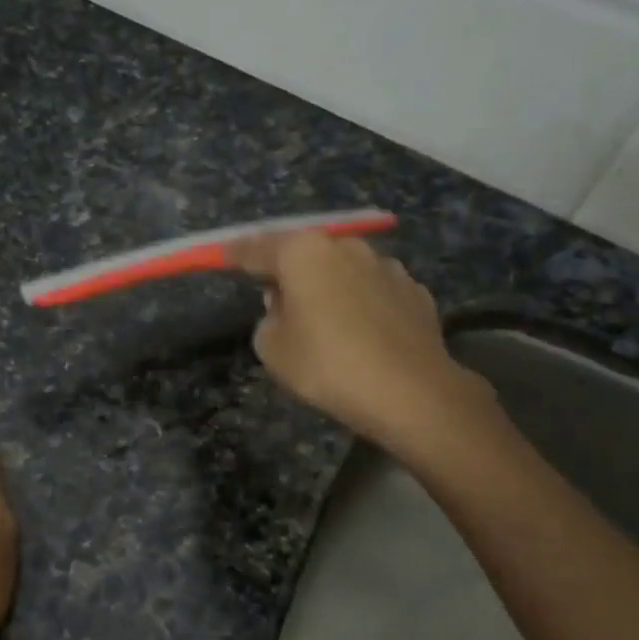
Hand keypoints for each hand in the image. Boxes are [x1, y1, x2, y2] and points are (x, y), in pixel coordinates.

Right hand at [230, 232, 490, 452]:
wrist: (411, 392)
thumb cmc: (328, 365)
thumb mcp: (272, 349)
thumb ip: (268, 320)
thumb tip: (284, 306)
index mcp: (303, 253)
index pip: (257, 248)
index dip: (236, 254)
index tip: (223, 255)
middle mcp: (346, 247)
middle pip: (306, 254)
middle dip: (290, 272)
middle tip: (279, 302)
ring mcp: (387, 266)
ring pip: (345, 271)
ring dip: (331, 287)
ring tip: (327, 323)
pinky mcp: (415, 291)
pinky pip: (376, 292)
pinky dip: (364, 305)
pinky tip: (365, 334)